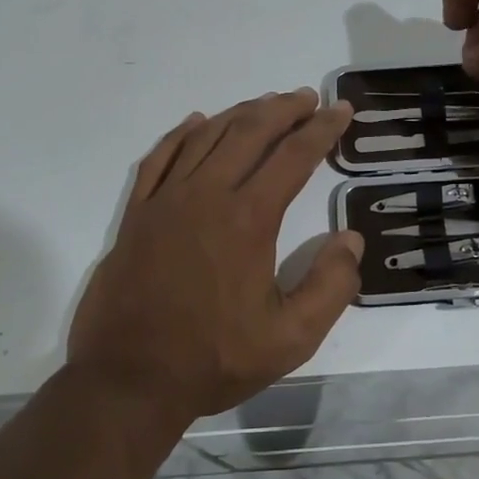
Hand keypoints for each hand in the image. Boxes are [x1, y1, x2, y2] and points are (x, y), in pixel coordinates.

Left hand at [66, 88, 362, 421]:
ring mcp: (166, 200)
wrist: (127, 381)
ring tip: (265, 104)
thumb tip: (350, 240)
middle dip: (284, 109)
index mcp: (248, 219)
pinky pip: (160, 157)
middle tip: (308, 98)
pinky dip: (181, 133)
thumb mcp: (290, 338)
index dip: (322, 129)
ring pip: (207, 136)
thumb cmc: (213, 359)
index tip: (341, 110)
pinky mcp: (137, 214)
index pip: (293, 156)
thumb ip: (330, 287)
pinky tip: (197, 122)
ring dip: (240, 114)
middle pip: (250, 132)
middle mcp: (207, 195)